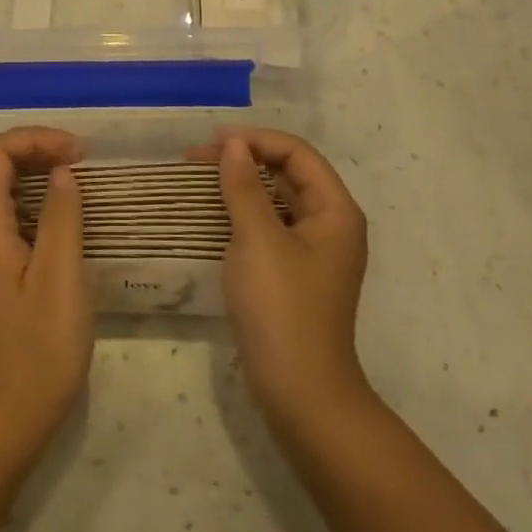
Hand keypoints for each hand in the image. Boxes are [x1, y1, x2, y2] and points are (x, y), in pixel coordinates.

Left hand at [0, 127, 93, 447]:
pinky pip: (9, 214)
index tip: (78, 153)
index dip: (35, 139)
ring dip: (37, 172)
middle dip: (36, 149)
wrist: (9, 415)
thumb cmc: (39, 348)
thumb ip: (61, 217)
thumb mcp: (61, 277)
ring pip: (1, 188)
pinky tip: (66, 214)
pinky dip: (36, 199)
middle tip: (82, 161)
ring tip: (79, 179)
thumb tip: (62, 171)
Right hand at [189, 128, 370, 425]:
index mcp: (335, 210)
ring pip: (277, 200)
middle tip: (197, 160)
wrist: (300, 391)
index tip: (213, 143)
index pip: (297, 153)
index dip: (256, 140)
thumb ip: (244, 186)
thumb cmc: (282, 307)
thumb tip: (233, 145)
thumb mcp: (257, 239)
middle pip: (288, 173)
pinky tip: (215, 214)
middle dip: (245, 159)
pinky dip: (243, 212)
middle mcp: (330, 224)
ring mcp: (313, 251)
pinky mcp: (295, 273)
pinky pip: (270, 226)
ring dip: (241, 184)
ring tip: (200, 180)